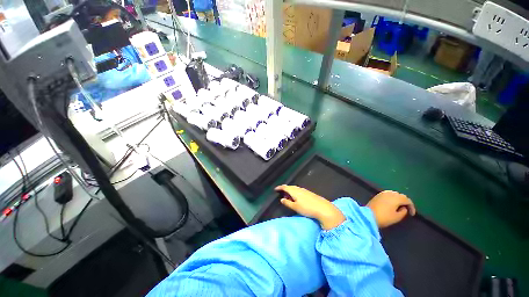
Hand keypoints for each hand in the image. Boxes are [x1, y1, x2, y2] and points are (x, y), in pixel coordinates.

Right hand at [275, 185, 344, 229]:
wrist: (323, 208)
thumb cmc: (307, 208)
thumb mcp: (296, 207)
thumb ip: (288, 203)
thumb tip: (282, 199)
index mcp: (294, 191)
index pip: (285, 187)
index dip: (280, 187)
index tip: (275, 189)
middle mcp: (299, 189)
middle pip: (290, 187)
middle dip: (285, 189)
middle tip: (281, 193)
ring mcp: (304, 190)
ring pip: (295, 188)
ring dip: (290, 191)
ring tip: (288, 196)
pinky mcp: (309, 193)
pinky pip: (299, 190)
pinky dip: (295, 192)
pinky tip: (296, 197)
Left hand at [367, 190, 415, 227]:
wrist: (368, 215)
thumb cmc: (384, 217)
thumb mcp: (397, 217)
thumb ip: (403, 211)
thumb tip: (404, 207)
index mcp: (396, 198)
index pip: (407, 200)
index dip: (412, 207)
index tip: (412, 214)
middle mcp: (389, 193)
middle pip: (400, 195)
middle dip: (405, 202)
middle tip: (407, 209)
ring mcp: (382, 193)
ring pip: (394, 194)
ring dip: (398, 199)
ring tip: (400, 206)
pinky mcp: (377, 195)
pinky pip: (388, 194)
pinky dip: (392, 198)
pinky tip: (392, 204)